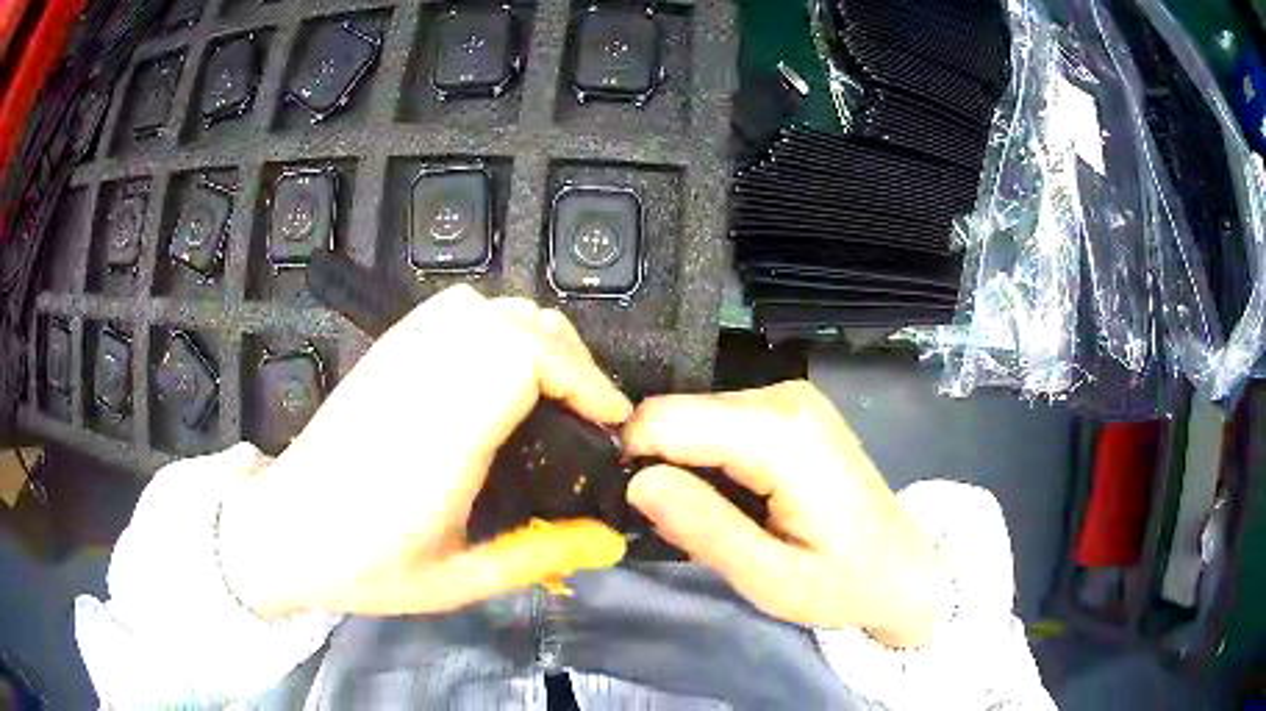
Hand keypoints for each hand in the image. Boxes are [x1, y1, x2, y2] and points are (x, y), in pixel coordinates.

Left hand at [219, 285, 631, 617]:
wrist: (284, 532)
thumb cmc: (365, 566)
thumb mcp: (458, 581)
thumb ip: (538, 556)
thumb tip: (610, 541)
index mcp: (439, 437)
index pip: (521, 359)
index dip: (580, 377)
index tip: (610, 420)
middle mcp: (419, 380)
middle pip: (512, 323)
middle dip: (569, 359)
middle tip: (589, 412)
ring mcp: (397, 357)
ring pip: (485, 307)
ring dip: (534, 336)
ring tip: (553, 388)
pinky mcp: (384, 351)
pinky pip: (452, 310)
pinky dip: (494, 324)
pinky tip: (500, 369)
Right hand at [623, 381, 949, 647]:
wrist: (903, 566)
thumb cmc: (844, 583)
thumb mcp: (770, 579)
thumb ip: (704, 528)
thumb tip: (635, 481)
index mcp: (781, 434)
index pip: (664, 419)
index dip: (635, 462)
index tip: (638, 512)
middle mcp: (783, 396)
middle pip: (676, 414)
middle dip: (662, 469)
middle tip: (683, 529)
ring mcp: (789, 396)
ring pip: (692, 416)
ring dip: (686, 468)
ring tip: (716, 519)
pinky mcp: (789, 406)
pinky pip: (718, 421)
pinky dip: (710, 460)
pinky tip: (737, 500)